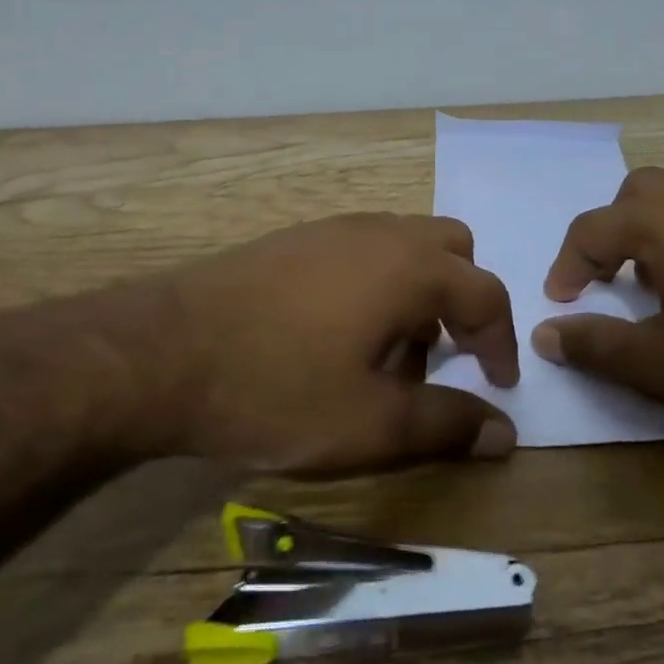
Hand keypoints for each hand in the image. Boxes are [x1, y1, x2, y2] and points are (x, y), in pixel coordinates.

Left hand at [25, 214, 520, 475]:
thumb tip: (505, 433)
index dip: (501, 343)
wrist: (158, 354)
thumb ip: (446, 425)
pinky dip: (375, 284)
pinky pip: (360, 250)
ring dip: (416, 293)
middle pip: (451, 252)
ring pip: (403, 247)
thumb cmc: (276, 390)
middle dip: (461, 302)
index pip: (486, 295)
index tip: (497, 384)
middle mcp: (379, 233)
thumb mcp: (370, 426)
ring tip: (385, 355)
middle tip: (443, 357)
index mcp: (410, 268)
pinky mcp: (292, 239)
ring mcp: (331, 230)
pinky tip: (335, 335)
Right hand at [533, 168, 663, 429]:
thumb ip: (595, 345)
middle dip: (613, 231)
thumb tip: (545, 334)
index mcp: (661, 221)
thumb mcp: (660, 364)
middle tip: (613, 278)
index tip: (561, 301)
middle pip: (637, 194)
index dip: (567, 265)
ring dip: (659, 230)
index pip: (590, 229)